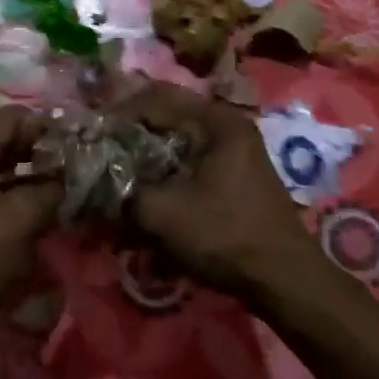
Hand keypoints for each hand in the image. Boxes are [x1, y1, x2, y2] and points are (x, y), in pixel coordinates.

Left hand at [0, 107, 59, 342]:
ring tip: (65, 185)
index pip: (11, 119)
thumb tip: (69, 176)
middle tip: (75, 162)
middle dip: (40, 148)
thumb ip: (50, 190)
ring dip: (32, 174)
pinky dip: (20, 195)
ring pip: (3, 169)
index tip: (75, 139)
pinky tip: (44, 211)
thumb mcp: (22, 219)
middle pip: (6, 142)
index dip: (43, 124)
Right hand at [114, 81, 315, 302]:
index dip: (119, 114)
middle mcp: (228, 125)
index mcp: (217, 120)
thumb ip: (122, 189)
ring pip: (178, 138)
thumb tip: (95, 177)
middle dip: (131, 133)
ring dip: (147, 151)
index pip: (155, 98)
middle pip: (167, 115)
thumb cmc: (225, 236)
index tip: (93, 133)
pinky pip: (191, 157)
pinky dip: (166, 168)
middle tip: (101, 150)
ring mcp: (235, 149)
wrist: (285, 280)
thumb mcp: (163, 213)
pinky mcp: (235, 173)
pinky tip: (147, 188)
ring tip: (119, 169)